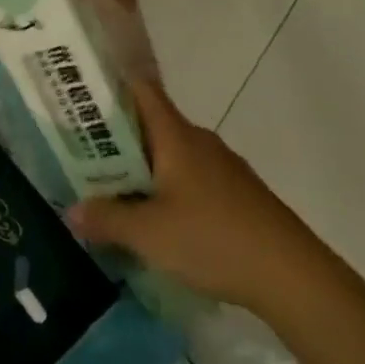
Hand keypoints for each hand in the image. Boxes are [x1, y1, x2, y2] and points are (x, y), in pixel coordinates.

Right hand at [67, 80, 364, 318]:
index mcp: (176, 135)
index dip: (111, 87)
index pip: (141, 90)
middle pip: (152, 125)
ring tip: (114, 194)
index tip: (81, 98)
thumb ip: (107, 219)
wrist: (292, 276)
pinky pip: (192, 179)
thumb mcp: (149, 234)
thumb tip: (71, 210)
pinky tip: (160, 222)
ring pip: (172, 155)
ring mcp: (223, 167)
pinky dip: (169, 189)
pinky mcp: (238, 194)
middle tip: (84, 157)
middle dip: (118, 139)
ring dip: (144, 169)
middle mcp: (200, 141)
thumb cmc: (213, 239)